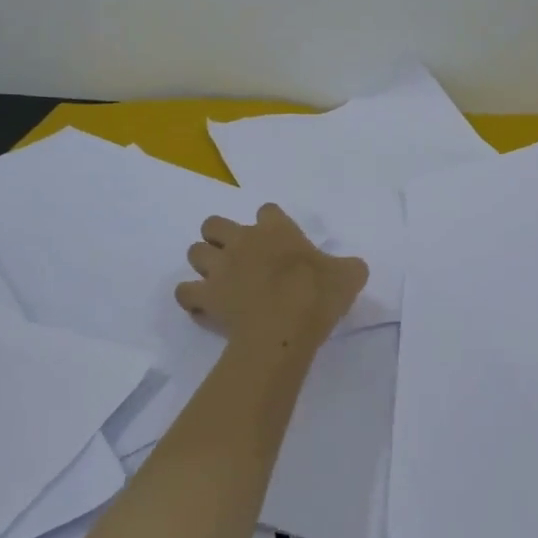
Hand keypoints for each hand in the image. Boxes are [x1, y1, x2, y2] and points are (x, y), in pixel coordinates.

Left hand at [176, 204, 367, 347]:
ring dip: (203, 263)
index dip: (270, 223)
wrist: (286, 326)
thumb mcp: (349, 276)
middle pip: (213, 223)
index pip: (267, 211)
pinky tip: (203, 306)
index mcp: (276, 230)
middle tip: (237, 257)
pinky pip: (184, 291)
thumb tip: (352, 268)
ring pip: (194, 251)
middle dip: (219, 236)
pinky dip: (191, 298)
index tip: (279, 240)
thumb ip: (348, 267)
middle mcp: (242, 240)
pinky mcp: (205, 295)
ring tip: (219, 280)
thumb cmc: (318, 295)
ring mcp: (219, 267)